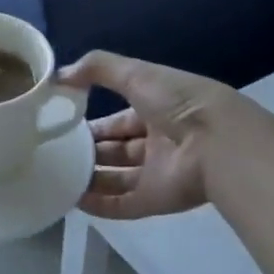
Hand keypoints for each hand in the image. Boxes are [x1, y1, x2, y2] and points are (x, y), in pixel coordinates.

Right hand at [59, 51, 245, 219]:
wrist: (219, 143)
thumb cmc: (178, 102)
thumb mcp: (136, 73)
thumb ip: (97, 68)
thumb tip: (58, 75)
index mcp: (158, 109)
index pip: (120, 119)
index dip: (94, 122)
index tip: (62, 126)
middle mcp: (158, 142)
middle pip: (116, 149)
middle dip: (88, 151)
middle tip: (54, 153)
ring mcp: (158, 173)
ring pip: (116, 178)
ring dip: (89, 179)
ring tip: (55, 177)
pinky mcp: (156, 200)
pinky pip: (123, 205)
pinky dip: (99, 205)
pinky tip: (73, 201)